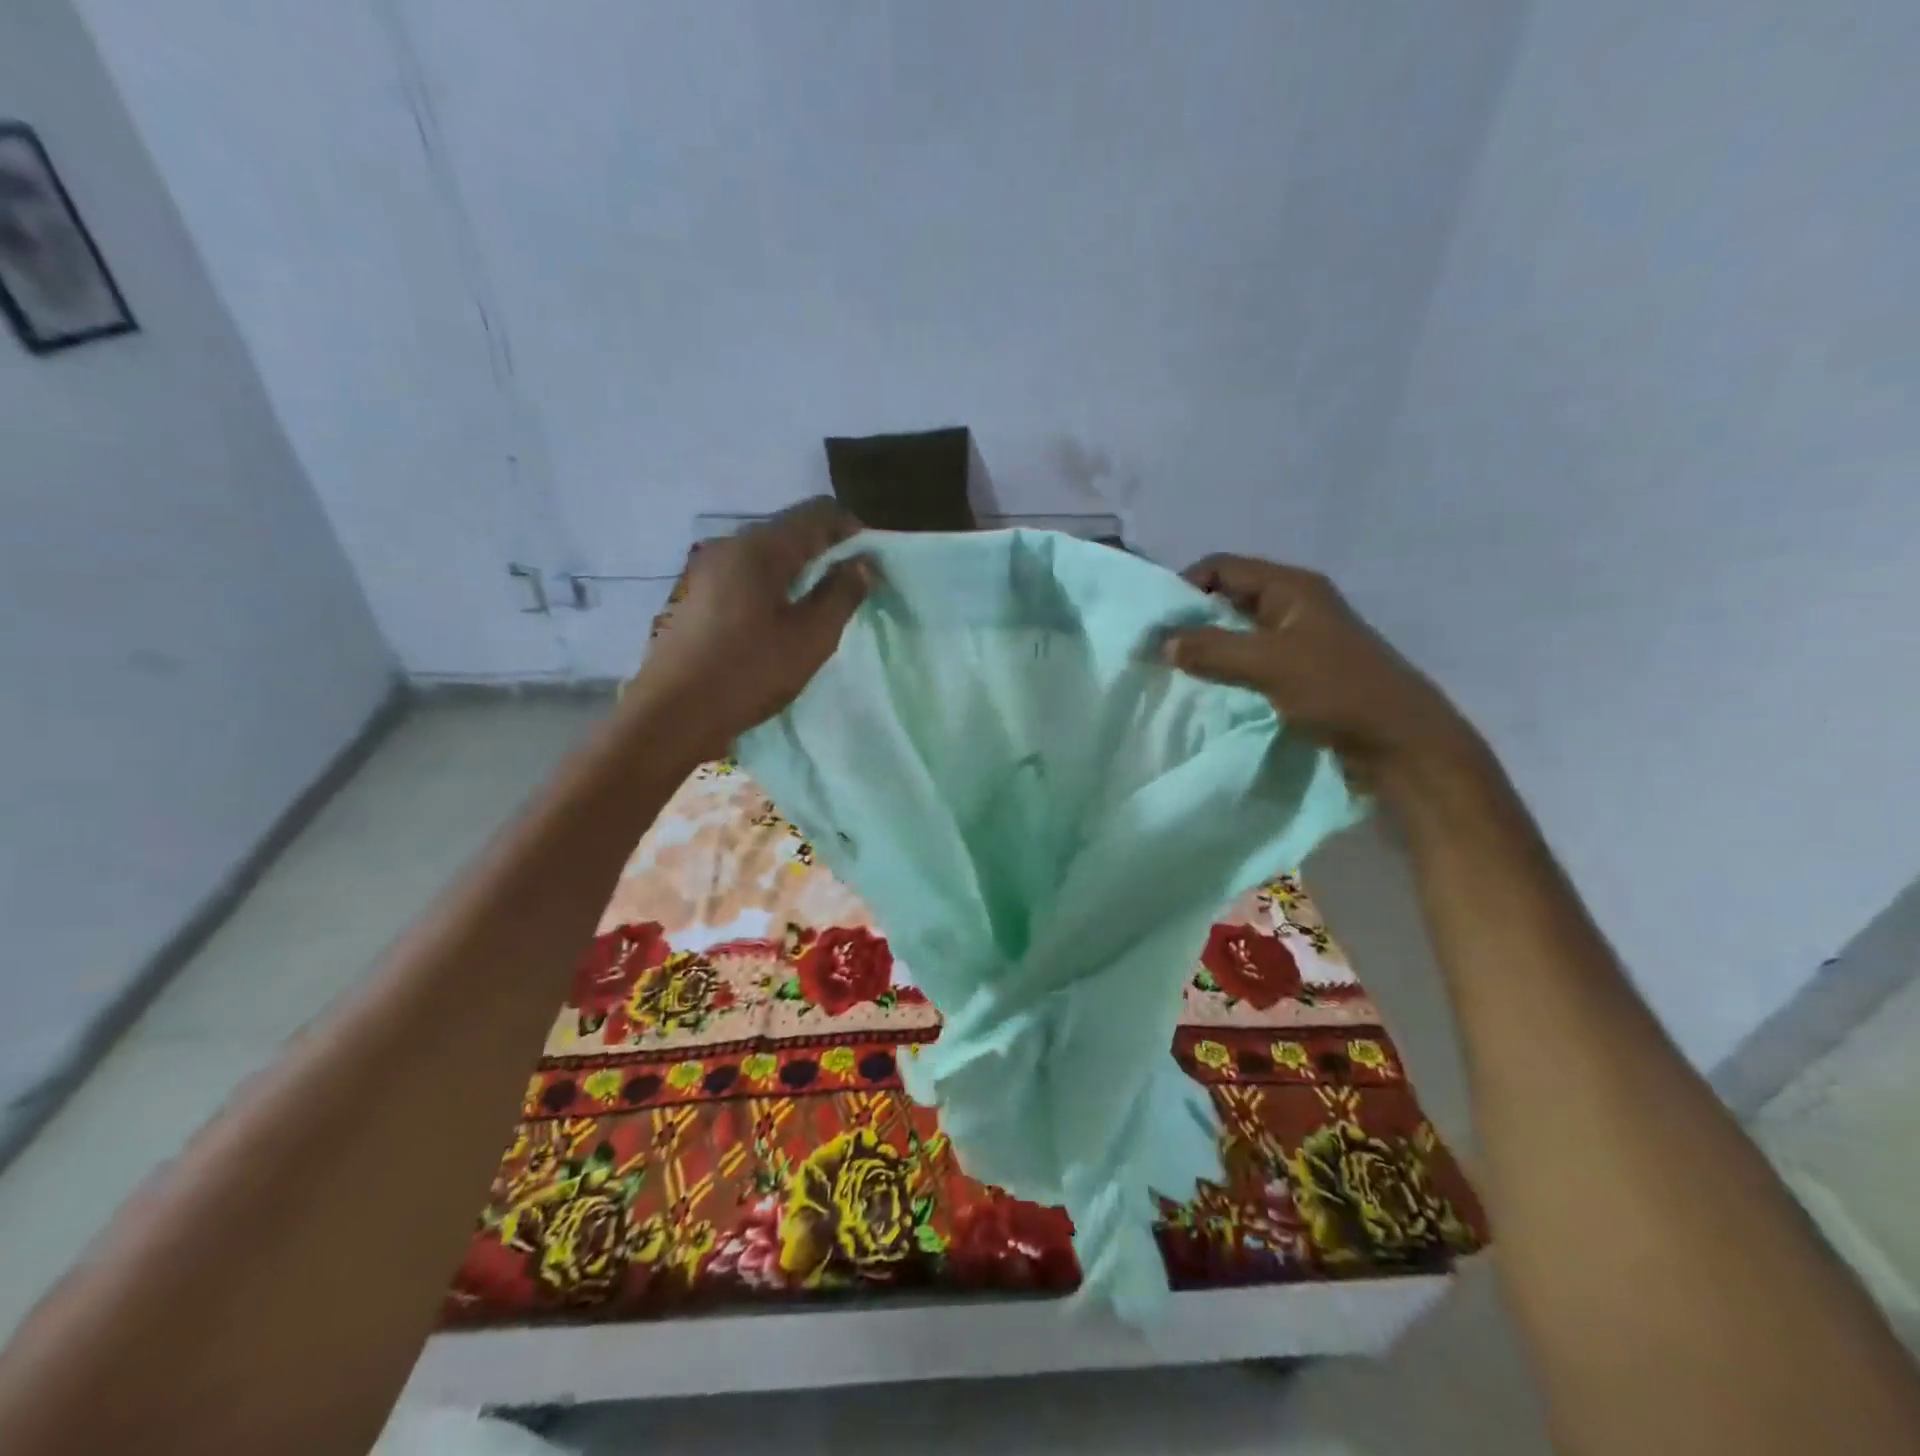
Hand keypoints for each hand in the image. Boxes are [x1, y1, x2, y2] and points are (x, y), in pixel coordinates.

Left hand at [629, 498, 870, 761]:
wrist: (671, 715)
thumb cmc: (748, 673)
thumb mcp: (810, 638)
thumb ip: (842, 594)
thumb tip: (861, 565)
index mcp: (760, 547)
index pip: (818, 512)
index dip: (853, 532)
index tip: (871, 567)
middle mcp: (731, 544)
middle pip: (792, 529)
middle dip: (827, 552)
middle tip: (851, 590)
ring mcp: (708, 568)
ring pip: (769, 553)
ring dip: (801, 571)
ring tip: (820, 608)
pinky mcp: (698, 593)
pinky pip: (748, 574)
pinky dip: (775, 585)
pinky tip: (782, 620)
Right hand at [1164, 554, 1481, 798]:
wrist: (1400, 744)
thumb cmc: (1338, 691)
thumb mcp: (1270, 664)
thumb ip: (1213, 649)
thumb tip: (1163, 641)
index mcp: (1291, 588)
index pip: (1223, 567)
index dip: (1186, 586)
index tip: (1156, 622)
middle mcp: (1293, 606)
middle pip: (1228, 597)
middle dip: (1192, 619)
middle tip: (1158, 648)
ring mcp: (1297, 640)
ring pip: (1237, 632)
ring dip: (1207, 647)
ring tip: (1175, 670)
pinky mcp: (1299, 673)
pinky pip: (1249, 660)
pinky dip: (1225, 669)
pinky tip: (1207, 689)